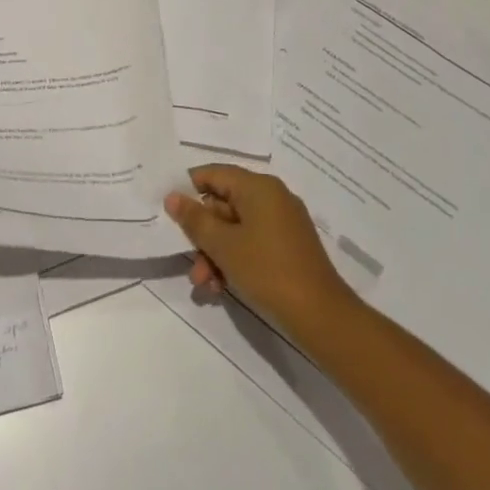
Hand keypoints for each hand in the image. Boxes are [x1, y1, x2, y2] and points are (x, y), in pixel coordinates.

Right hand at [165, 165, 355, 341]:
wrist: (320, 316)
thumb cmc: (267, 270)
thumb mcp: (223, 245)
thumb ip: (195, 219)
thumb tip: (173, 196)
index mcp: (259, 187)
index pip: (214, 173)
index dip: (188, 189)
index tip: (169, 211)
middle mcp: (272, 197)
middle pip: (223, 204)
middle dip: (203, 235)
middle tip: (189, 262)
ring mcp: (282, 223)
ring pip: (235, 229)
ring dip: (214, 254)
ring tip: (204, 284)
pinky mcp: (287, 247)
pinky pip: (252, 243)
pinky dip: (234, 260)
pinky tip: (220, 287)